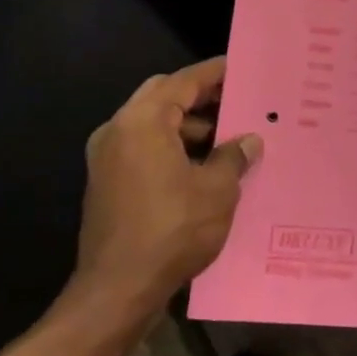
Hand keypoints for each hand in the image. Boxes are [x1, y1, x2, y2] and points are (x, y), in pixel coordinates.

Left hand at [70, 57, 261, 322]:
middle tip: (235, 100)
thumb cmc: (172, 230)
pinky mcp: (107, 183)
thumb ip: (234, 157)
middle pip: (162, 96)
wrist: (118, 289)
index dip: (214, 73)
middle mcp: (118, 131)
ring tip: (227, 138)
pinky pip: (143, 148)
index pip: (183, 81)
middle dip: (199, 97)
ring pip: (152, 124)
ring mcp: (107, 158)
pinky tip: (203, 166)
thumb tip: (249, 141)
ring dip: (187, 125)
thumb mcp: (216, 190)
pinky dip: (171, 147)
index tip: (239, 66)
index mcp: (142, 122)